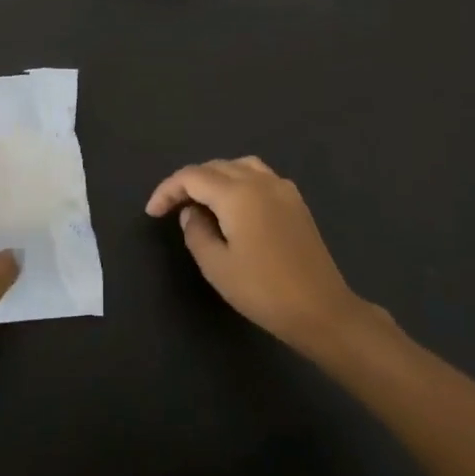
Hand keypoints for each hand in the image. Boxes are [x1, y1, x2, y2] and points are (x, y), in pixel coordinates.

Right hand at [146, 156, 375, 352]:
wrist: (321, 309)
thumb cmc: (263, 290)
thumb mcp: (216, 266)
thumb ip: (196, 232)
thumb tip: (191, 213)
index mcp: (237, 193)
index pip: (192, 177)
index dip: (167, 190)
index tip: (153, 212)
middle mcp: (260, 180)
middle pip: (215, 166)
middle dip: (188, 182)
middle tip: (172, 208)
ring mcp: (282, 188)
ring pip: (239, 166)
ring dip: (214, 178)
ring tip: (201, 202)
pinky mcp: (295, 201)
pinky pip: (259, 176)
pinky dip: (238, 181)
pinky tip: (233, 206)